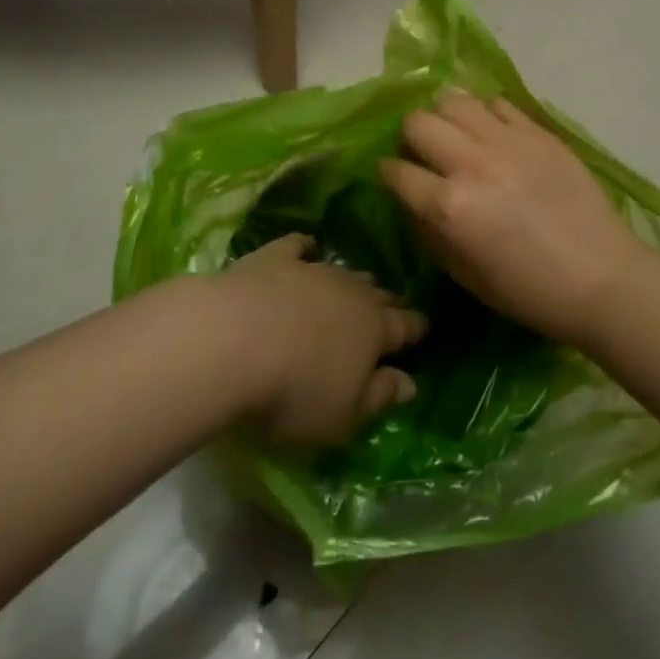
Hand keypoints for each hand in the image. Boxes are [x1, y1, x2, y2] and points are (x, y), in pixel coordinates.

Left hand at [219, 233, 426, 445]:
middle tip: (397, 304)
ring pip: (343, 271)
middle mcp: (350, 293)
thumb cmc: (294, 391)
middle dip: (389, 301)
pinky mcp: (274, 259)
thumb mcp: (344, 415)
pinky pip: (296, 245)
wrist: (234, 339)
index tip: (425, 326)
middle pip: (376, 295)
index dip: (415, 328)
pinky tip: (308, 243)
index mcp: (374, 330)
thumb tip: (411, 382)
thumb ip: (380, 397)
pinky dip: (304, 245)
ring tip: (364, 279)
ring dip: (355, 278)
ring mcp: (311, 271)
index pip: (403, 327)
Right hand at [379, 93, 658, 346]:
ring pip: (454, 100)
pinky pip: (499, 103)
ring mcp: (509, 142)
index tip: (393, 175)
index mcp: (450, 207)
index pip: (396, 171)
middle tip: (424, 153)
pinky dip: (486, 114)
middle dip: (410, 137)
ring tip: (456, 136)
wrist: (603, 280)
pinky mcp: (540, 133)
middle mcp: (472, 164)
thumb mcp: (465, 276)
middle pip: (418, 122)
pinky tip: (494, 135)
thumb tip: (413, 201)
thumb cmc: (529, 292)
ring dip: (445, 118)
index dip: (388, 173)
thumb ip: (429, 233)